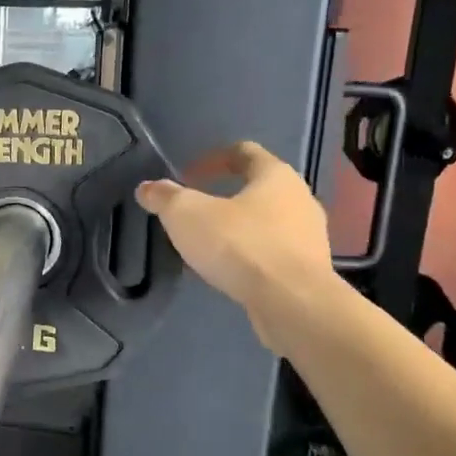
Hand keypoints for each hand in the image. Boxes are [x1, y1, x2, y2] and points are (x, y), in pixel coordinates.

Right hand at [134, 142, 340, 351]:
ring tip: (206, 246)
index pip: (245, 152)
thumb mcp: (187, 215)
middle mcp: (300, 198)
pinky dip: (249, 256)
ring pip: (266, 223)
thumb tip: (147, 188)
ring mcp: (309, 236)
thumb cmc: (240, 246)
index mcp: (275, 175)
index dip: (213, 159)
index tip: (188, 175)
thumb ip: (165, 197)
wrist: (292, 304)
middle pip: (257, 188)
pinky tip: (227, 272)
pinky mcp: (308, 270)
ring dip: (236, 230)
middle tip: (194, 213)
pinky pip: (272, 253)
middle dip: (223, 198)